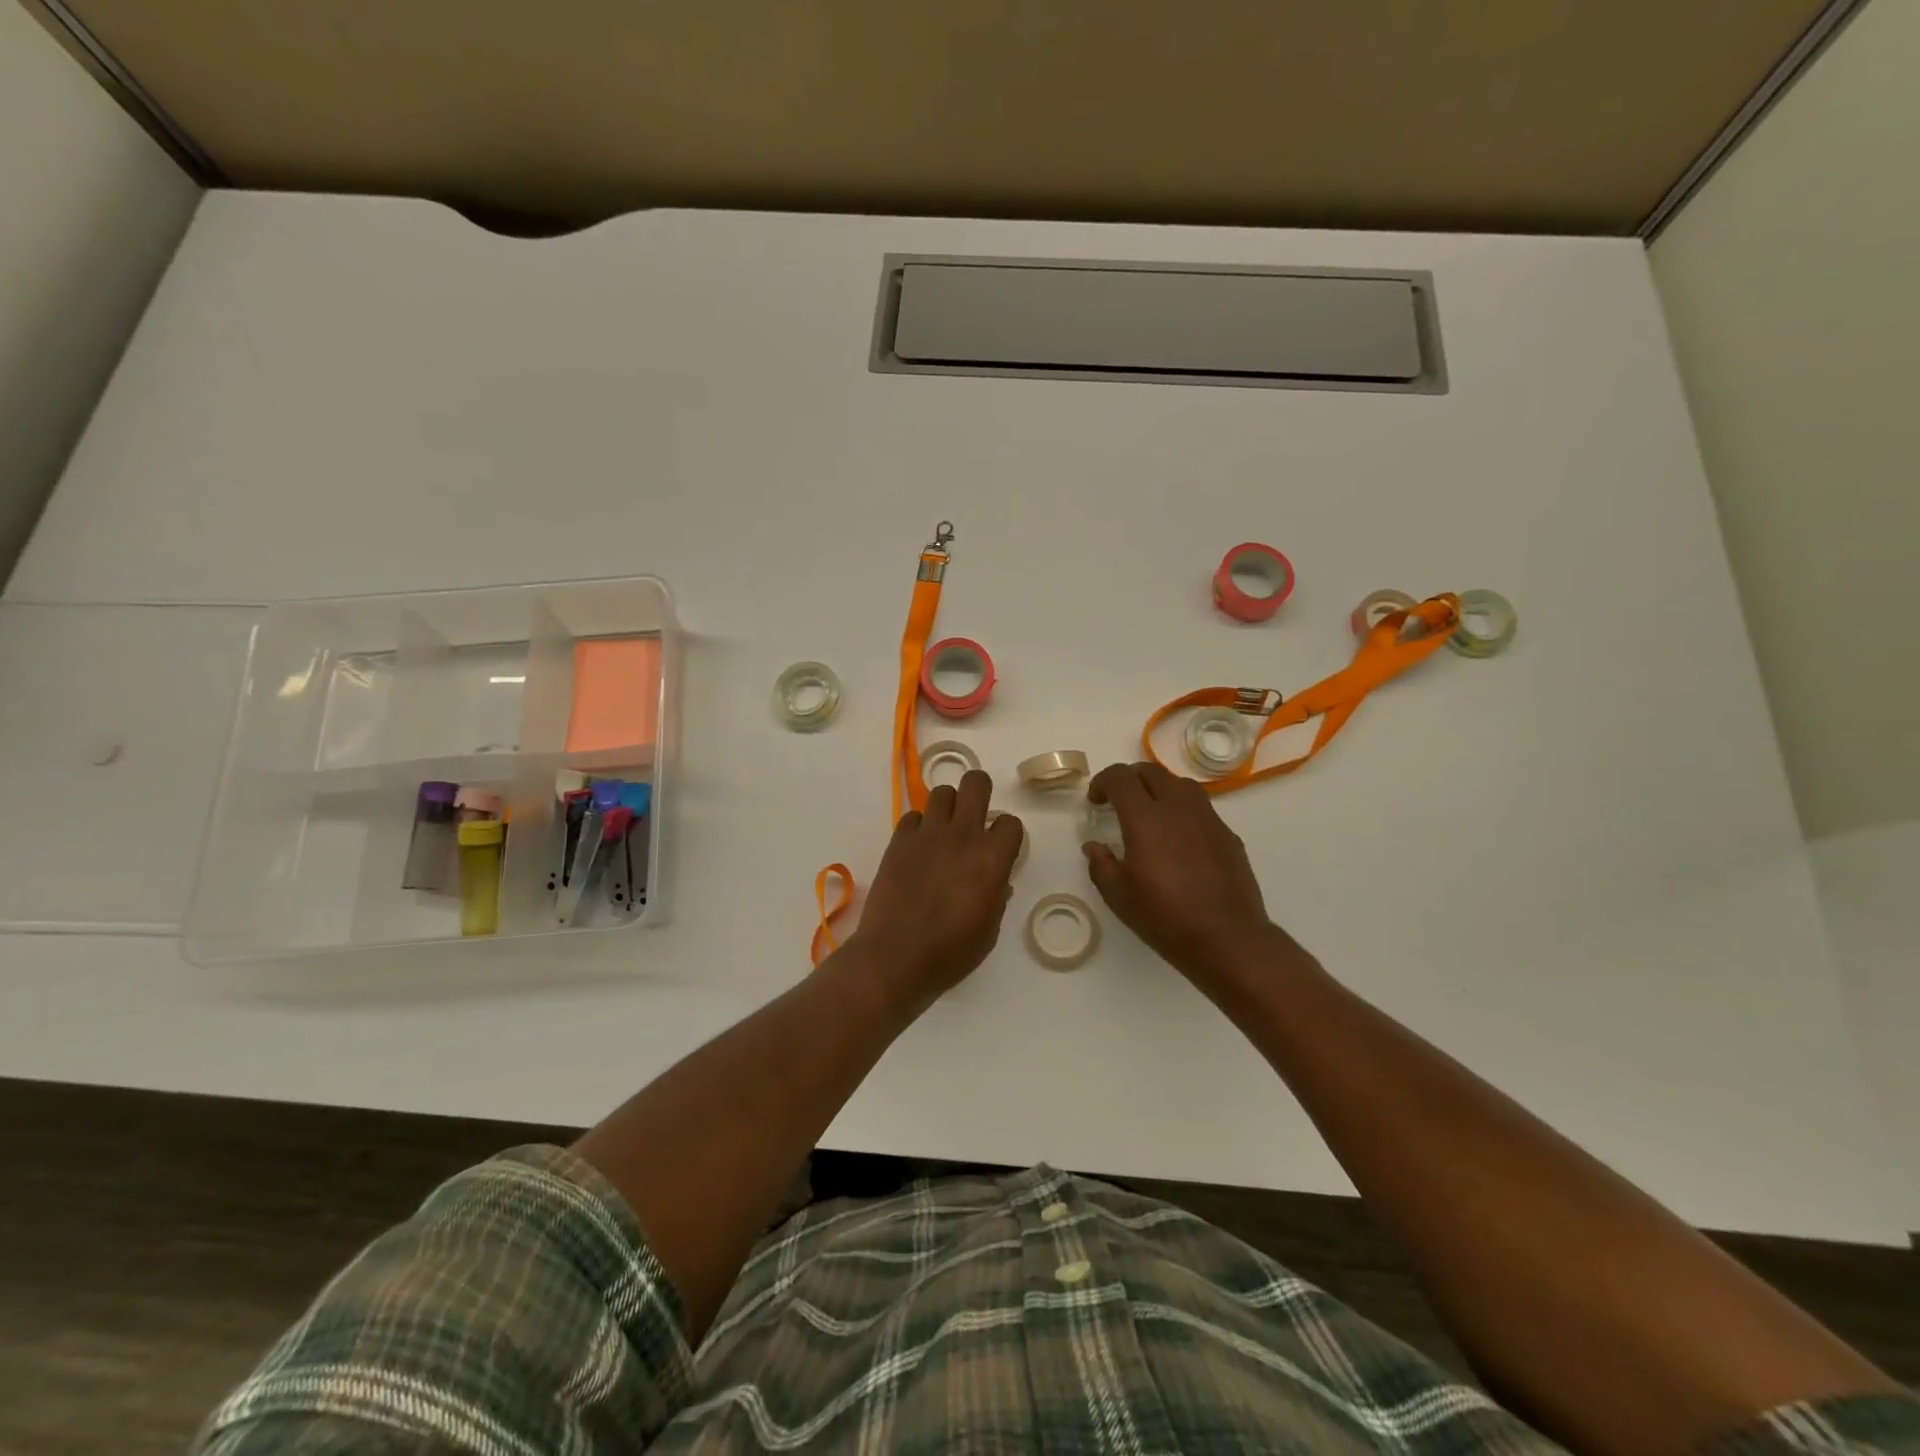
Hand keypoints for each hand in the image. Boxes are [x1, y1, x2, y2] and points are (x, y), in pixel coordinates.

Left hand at [848, 770, 1023, 1008]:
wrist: (895, 956)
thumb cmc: (950, 952)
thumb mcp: (989, 931)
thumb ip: (996, 897)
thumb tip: (996, 882)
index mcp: (992, 858)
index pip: (1011, 822)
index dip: (1007, 834)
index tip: (1000, 849)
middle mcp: (962, 835)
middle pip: (976, 783)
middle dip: (979, 793)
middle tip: (974, 817)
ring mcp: (927, 835)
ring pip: (942, 792)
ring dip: (947, 807)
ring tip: (944, 831)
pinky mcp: (898, 841)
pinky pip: (912, 816)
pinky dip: (918, 827)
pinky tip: (917, 849)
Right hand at [1082, 761, 1296, 987]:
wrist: (1227, 939)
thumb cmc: (1165, 917)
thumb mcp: (1118, 896)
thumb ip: (1101, 864)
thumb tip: (1094, 846)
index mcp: (1146, 818)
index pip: (1121, 777)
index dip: (1103, 782)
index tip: (1095, 801)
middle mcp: (1178, 808)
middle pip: (1151, 771)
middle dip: (1130, 779)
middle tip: (1118, 803)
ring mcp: (1208, 818)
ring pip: (1180, 784)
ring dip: (1158, 789)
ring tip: (1150, 814)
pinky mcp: (1227, 834)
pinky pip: (1200, 808)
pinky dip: (1182, 810)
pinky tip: (1178, 839)